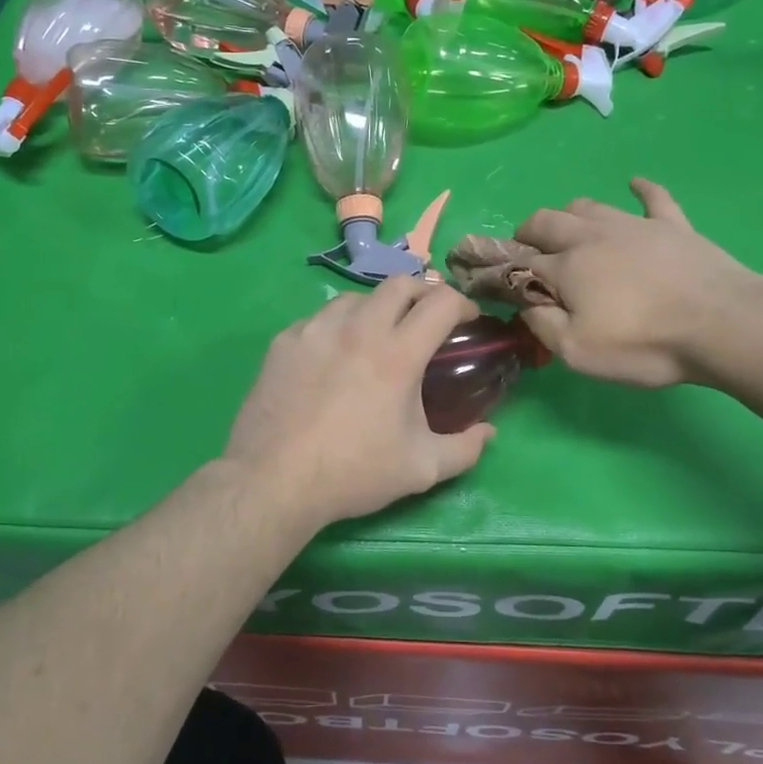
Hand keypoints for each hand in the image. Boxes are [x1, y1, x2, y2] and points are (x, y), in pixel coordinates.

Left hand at [224, 276, 494, 529]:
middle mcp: (357, 328)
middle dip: (422, 294)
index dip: (462, 304)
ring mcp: (316, 330)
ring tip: (378, 337)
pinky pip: (319, 319)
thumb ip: (465, 449)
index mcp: (397, 353)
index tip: (466, 321)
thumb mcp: (421, 469)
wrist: (273, 480)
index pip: (441, 301)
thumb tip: (489, 433)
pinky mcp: (284, 341)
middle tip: (426, 321)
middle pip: (399, 283)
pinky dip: (337, 328)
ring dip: (377, 309)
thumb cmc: (353, 473)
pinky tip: (333, 357)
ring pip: (356, 297)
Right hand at [513, 178, 762, 388]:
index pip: (522, 262)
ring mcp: (635, 225)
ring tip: (568, 231)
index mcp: (566, 267)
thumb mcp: (578, 352)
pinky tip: (634, 184)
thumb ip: (542, 324)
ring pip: (589, 205)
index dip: (506, 271)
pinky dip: (640, 189)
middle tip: (526, 251)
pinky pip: (653, 197)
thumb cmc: (644, 344)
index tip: (500, 283)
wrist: (722, 324)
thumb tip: (523, 302)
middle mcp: (593, 236)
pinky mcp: (673, 225)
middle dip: (528, 233)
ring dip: (569, 215)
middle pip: (547, 221)